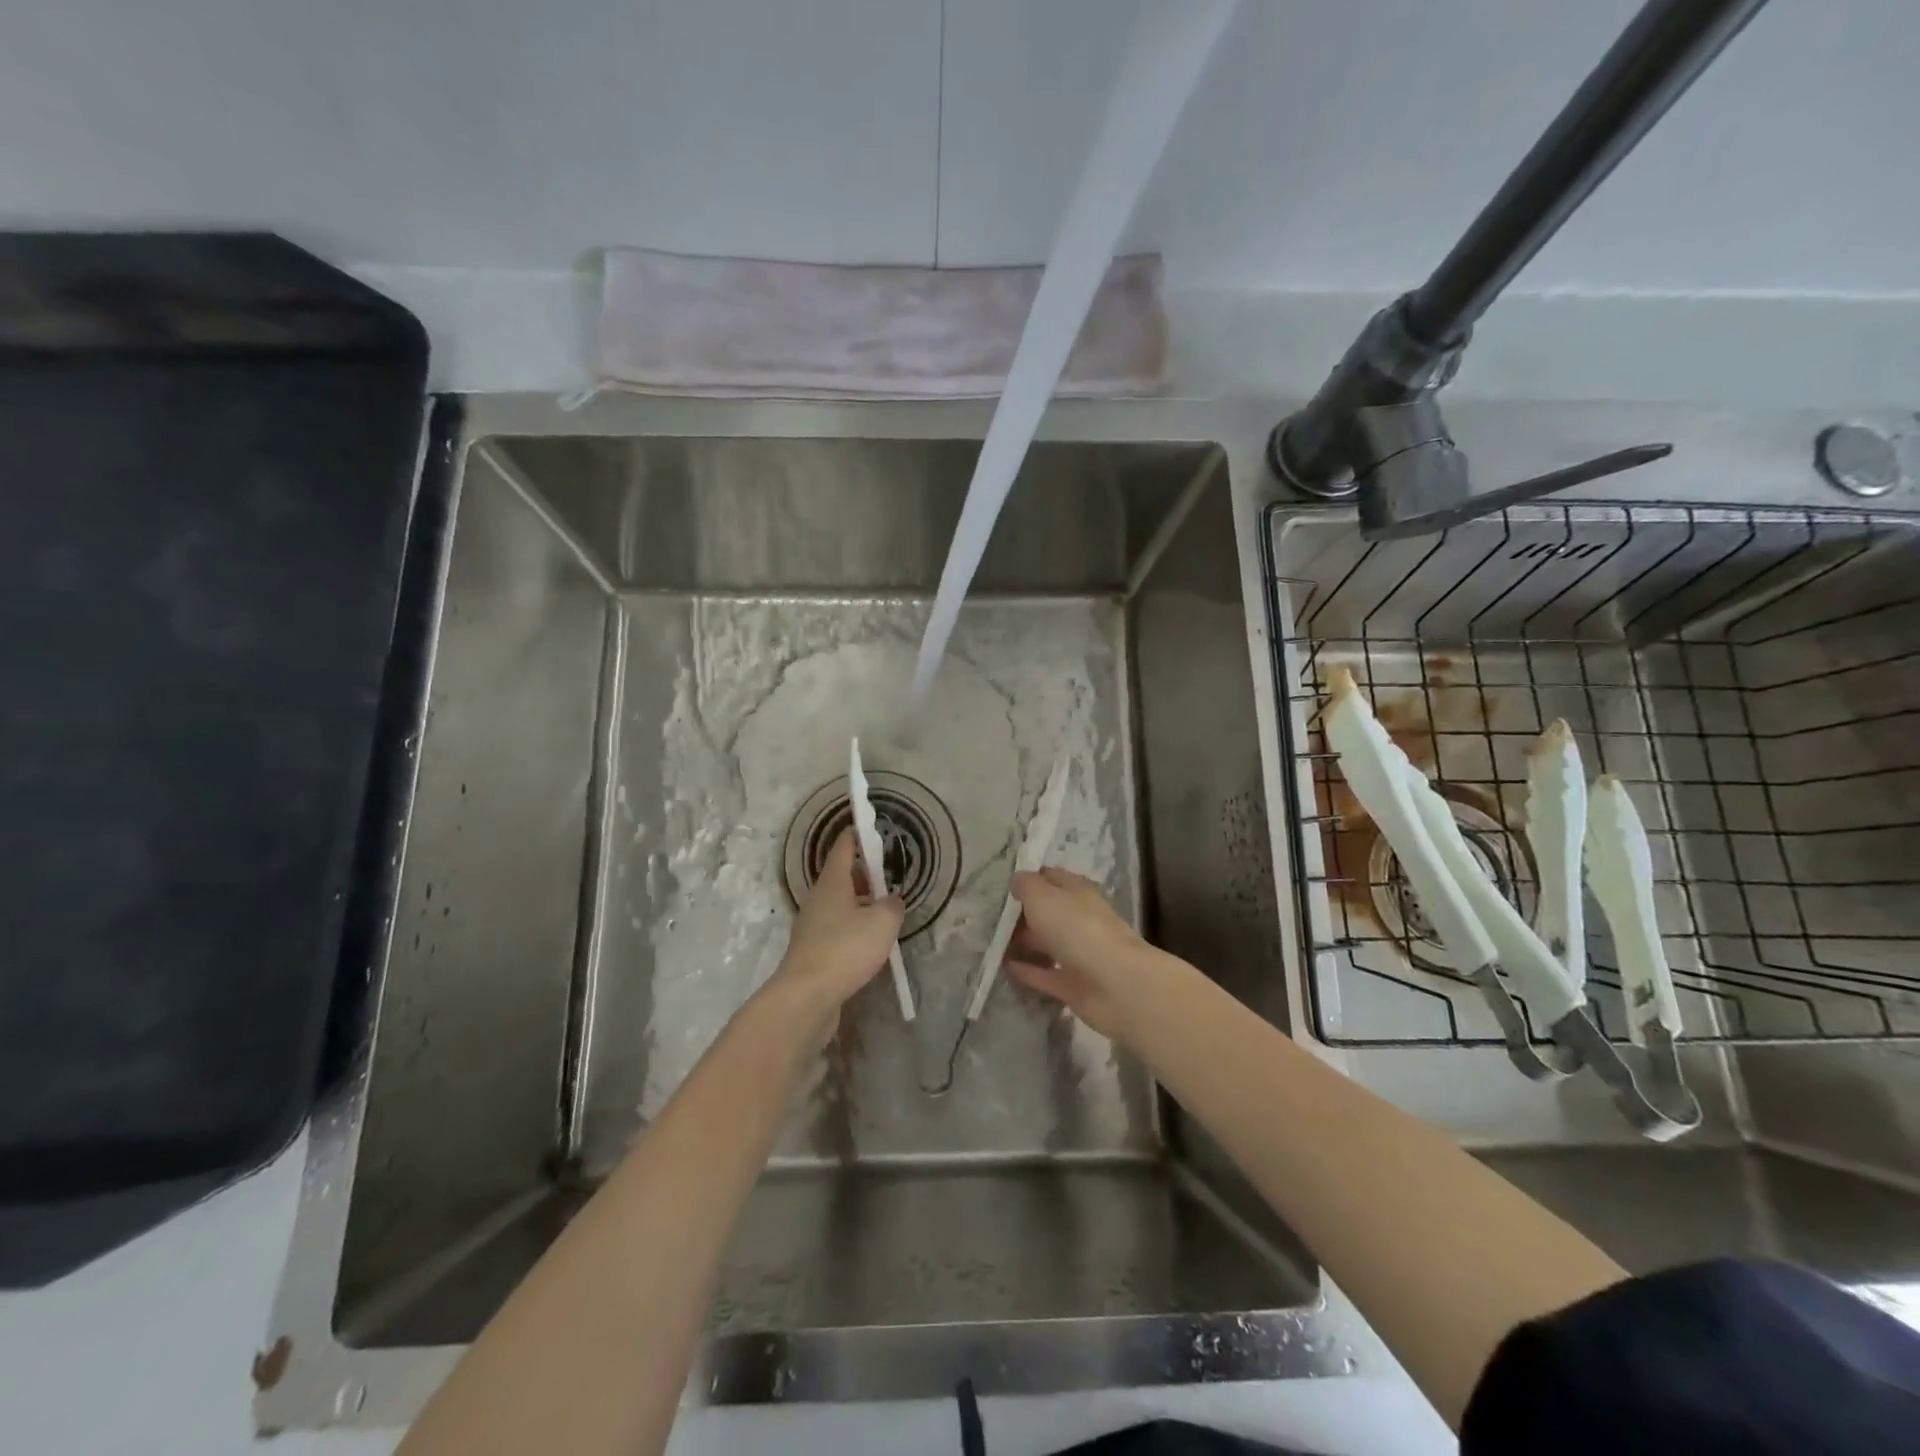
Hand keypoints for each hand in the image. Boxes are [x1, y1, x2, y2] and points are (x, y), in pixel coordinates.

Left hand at [770, 829, 904, 1034]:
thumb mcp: (883, 922)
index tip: (867, 827)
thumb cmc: (846, 948)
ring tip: (884, 912)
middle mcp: (818, 900)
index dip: (856, 835)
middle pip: (841, 878)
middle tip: (888, 876)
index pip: (843, 848)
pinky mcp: (812, 953)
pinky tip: (870, 943)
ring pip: (839, 906)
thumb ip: (892, 906)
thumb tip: (892, 900)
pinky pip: (837, 931)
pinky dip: (853, 930)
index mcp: (832, 883)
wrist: (807, 997)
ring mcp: (811, 927)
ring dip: (860, 905)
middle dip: (864, 875)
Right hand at [1004, 866, 1165, 1040]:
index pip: (1052, 878)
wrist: (1116, 984)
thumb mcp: (1043, 896)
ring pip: (1047, 942)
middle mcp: (1080, 919)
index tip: (1004, 886)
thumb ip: (1026, 885)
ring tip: (992, 942)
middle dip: (1023, 913)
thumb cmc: (1078, 929)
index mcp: (1078, 892)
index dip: (1030, 879)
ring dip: (1024, 942)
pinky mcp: (1074, 984)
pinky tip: (1004, 968)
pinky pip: (1046, 973)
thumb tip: (1017, 880)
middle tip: (991, 916)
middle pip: (1049, 912)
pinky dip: (1028, 971)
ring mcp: (1079, 953)